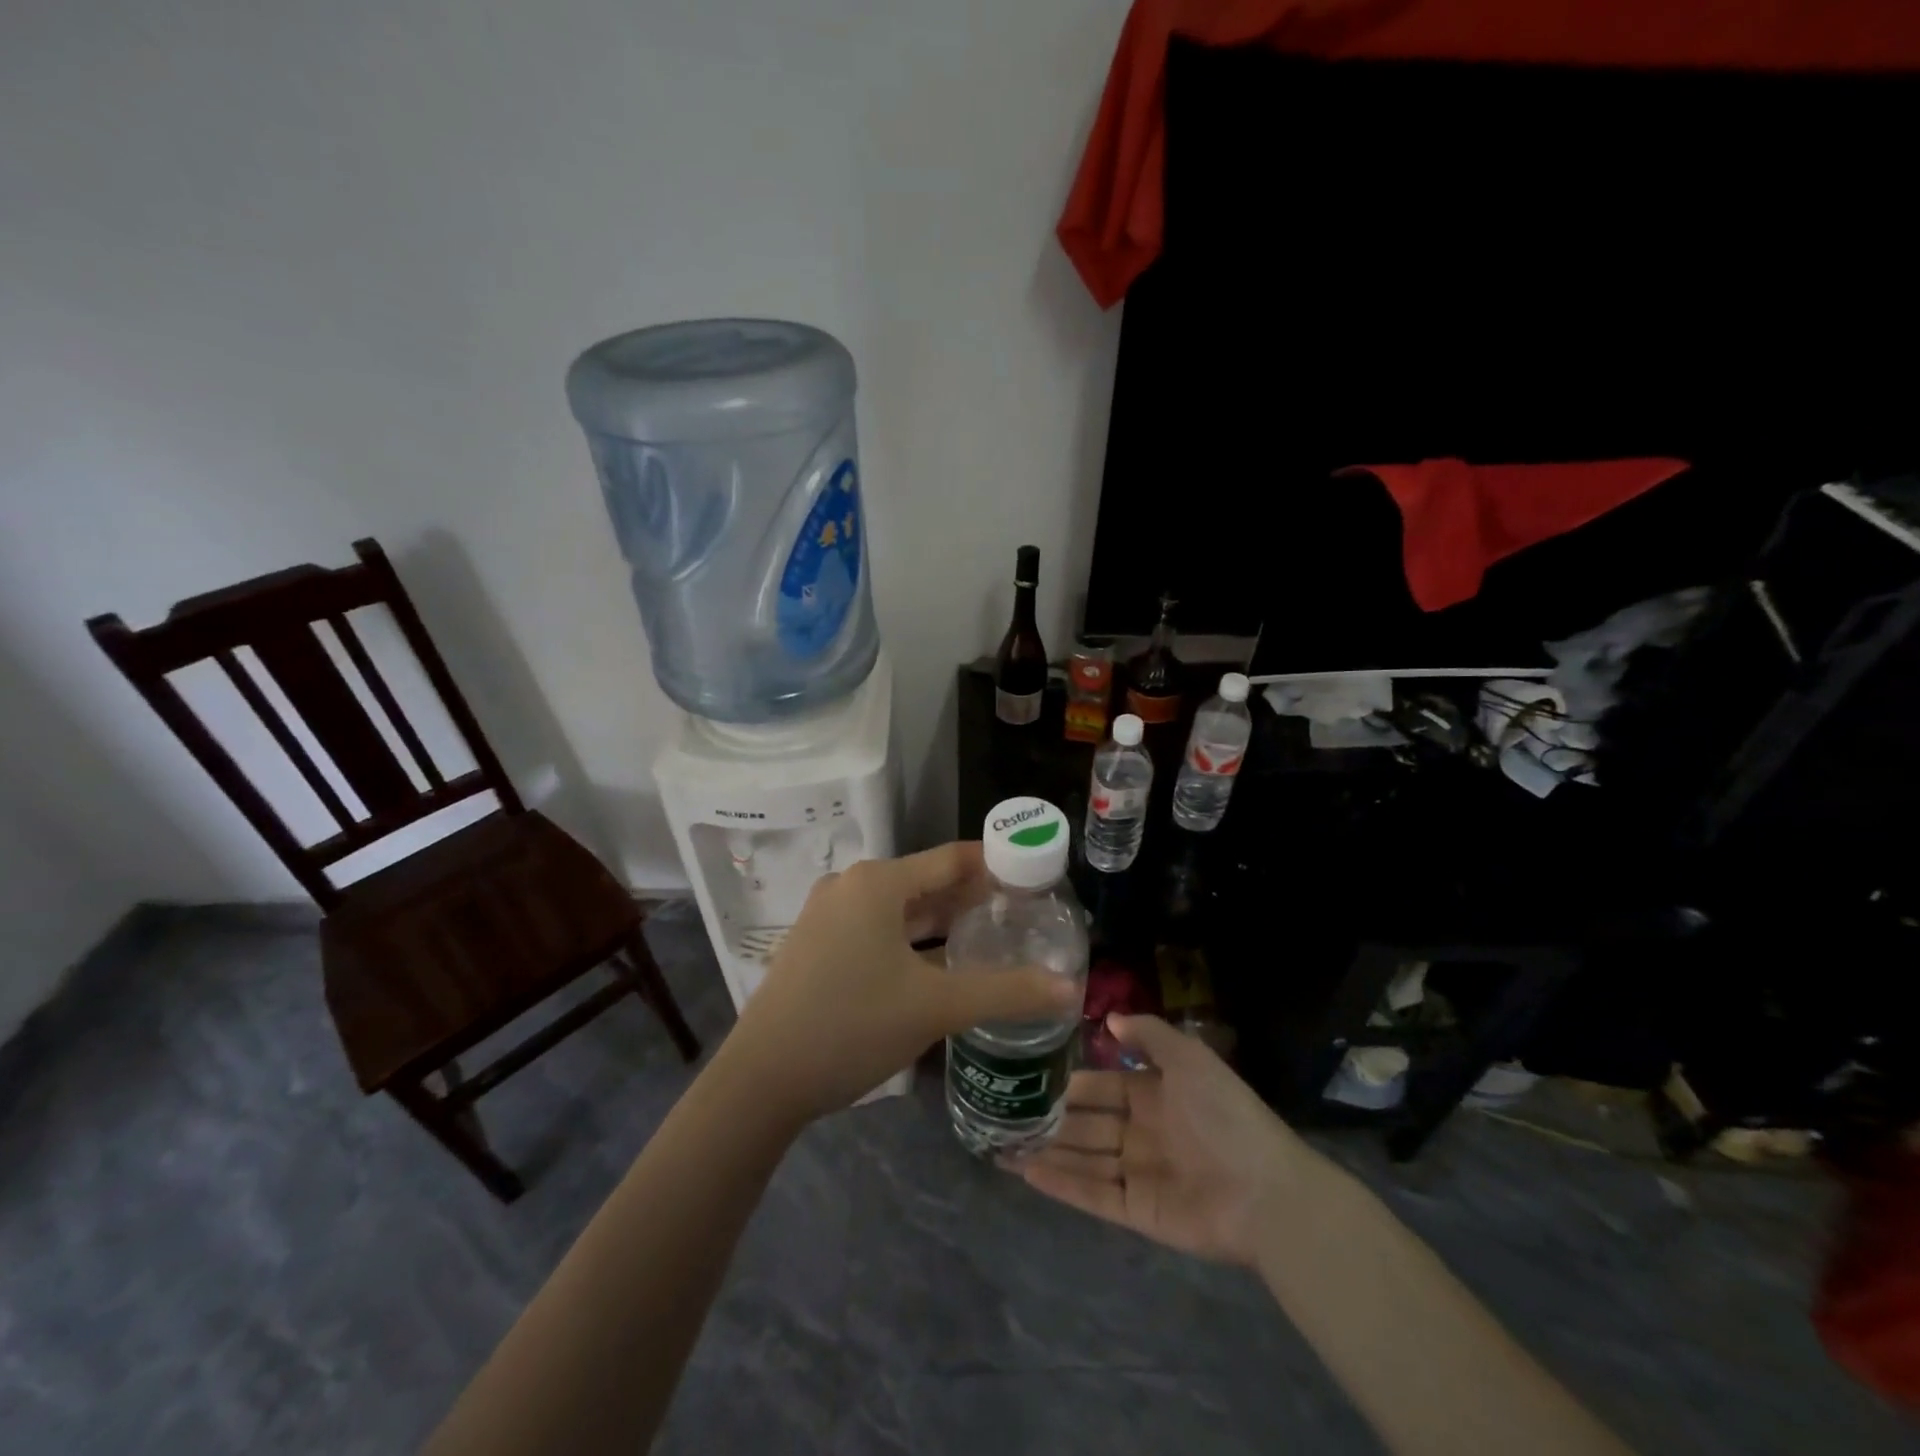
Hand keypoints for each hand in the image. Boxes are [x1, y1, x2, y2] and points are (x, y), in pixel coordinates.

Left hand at [725, 843, 1080, 1122]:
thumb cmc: (852, 1026)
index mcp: (878, 883)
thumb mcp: (936, 1007)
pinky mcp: (816, 944)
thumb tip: (1070, 989)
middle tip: (1021, 914)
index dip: (997, 866)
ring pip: (899, 908)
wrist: (760, 1080)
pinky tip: (936, 963)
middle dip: (972, 897)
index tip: (1035, 878)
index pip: (953, 859)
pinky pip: (875, 928)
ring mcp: (827, 915)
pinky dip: (910, 938)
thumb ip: (1007, 993)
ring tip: (988, 936)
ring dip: (941, 920)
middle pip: (926, 881)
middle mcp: (850, 886)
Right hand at [1013, 1013, 1318, 1266]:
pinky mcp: (1137, 1211)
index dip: (1070, 1083)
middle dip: (1051, 1119)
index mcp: (1154, 1095)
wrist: (1266, 1192)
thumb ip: (1149, 1035)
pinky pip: (1092, 1194)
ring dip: (1046, 1150)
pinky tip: (1025, 1170)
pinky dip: (1059, 1184)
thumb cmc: (1225, 1116)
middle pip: (1087, 1124)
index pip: (1102, 1086)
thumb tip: (1109, 1018)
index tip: (1031, 1076)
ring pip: (1082, 1158)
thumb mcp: (1190, 1059)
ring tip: (1002, 1142)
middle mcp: (1141, 1133)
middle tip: (1005, 1111)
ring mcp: (1138, 1173)